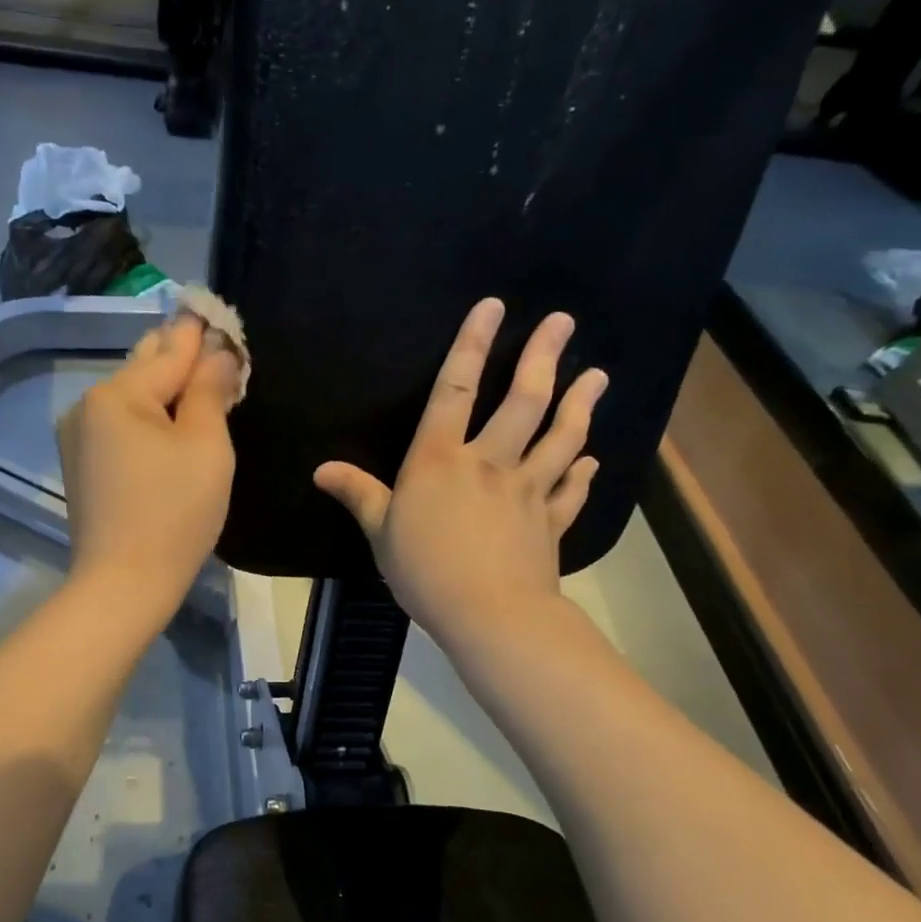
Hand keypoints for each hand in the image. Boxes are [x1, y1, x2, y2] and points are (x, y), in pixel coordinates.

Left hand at [57, 315, 241, 623]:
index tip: (215, 312)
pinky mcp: (80, 464)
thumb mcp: (205, 446)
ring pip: (130, 396)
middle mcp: (88, 404)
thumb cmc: (175, 513)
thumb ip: (209, 391)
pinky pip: (119, 423)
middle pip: (144, 367)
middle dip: (180, 357)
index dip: (200, 333)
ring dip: (164, 387)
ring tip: (195, 379)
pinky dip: (147, 415)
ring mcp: (78, 435)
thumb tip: (217, 353)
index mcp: (118, 394)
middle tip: (211, 344)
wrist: (123, 583)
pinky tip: (167, 420)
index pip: (171, 350)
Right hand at [314, 298, 606, 651]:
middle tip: (563, 322)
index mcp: (440, 460)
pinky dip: (584, 475)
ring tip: (599, 376)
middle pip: (522, 402)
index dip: (471, 346)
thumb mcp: (380, 532)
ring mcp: (527, 490)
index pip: (455, 392)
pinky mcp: (550, 522)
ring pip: (560, 438)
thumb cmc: (424, 569)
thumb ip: (358, 494)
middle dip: (543, 358)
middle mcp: (489, 463)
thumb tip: (322, 470)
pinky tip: (593, 460)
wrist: (488, 613)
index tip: (492, 307)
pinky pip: (570, 492)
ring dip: (580, 405)